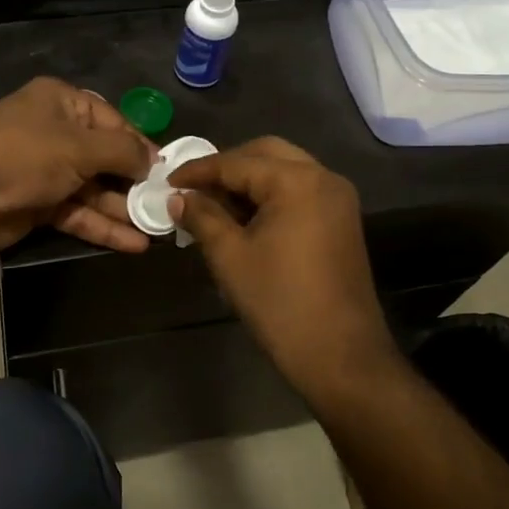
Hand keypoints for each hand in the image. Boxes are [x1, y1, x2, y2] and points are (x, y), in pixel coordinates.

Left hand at [0, 78, 155, 254]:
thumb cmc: (25, 153)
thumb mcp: (80, 145)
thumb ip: (122, 152)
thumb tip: (154, 159)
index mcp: (62, 103)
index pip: (113, 121)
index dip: (141, 145)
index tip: (168, 170)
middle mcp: (55, 133)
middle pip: (105, 158)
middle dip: (135, 182)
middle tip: (167, 203)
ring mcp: (45, 171)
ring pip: (93, 191)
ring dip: (123, 209)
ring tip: (159, 228)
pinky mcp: (38, 205)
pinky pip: (77, 214)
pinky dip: (103, 227)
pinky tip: (134, 243)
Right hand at [170, 137, 400, 397]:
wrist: (340, 354)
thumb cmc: (279, 303)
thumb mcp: (230, 257)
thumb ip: (201, 218)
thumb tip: (177, 198)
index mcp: (297, 181)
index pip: (236, 162)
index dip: (198, 171)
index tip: (167, 181)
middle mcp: (323, 177)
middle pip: (265, 154)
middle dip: (226, 167)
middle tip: (192, 188)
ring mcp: (337, 199)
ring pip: (284, 171)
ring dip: (248, 181)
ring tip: (212, 204)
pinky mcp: (342, 220)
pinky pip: (299, 191)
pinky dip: (270, 196)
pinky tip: (243, 218)